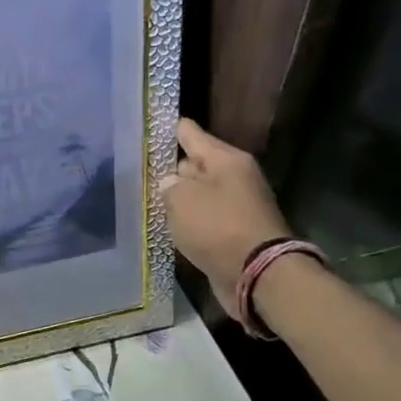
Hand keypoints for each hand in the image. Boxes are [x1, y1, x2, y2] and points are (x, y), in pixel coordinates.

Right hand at [162, 117, 290, 319]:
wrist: (258, 275)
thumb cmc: (218, 227)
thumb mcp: (182, 199)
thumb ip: (168, 185)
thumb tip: (171, 184)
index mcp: (226, 160)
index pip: (190, 134)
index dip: (169, 130)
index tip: (148, 125)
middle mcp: (234, 177)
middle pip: (195, 164)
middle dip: (172, 168)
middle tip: (142, 171)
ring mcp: (237, 206)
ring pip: (199, 193)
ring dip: (180, 198)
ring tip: (151, 200)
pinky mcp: (235, 232)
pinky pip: (205, 218)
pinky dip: (190, 221)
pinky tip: (170, 225)